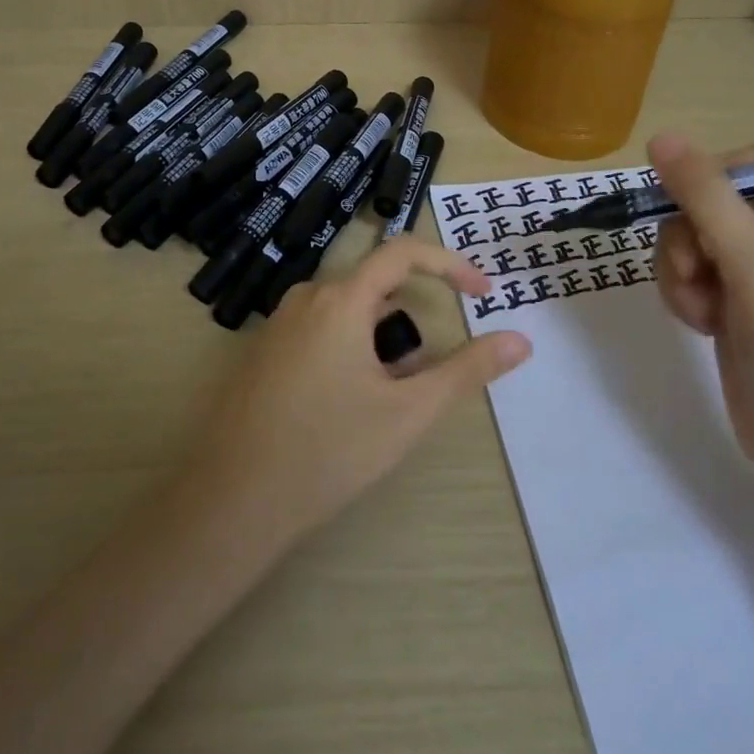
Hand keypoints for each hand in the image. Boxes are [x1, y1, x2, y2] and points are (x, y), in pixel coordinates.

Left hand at [183, 237, 532, 547]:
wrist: (233, 501)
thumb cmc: (328, 452)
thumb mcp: (408, 412)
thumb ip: (467, 371)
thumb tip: (520, 340)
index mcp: (340, 300)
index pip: (403, 252)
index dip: (449, 264)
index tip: (483, 292)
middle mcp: (306, 298)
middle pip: (375, 285)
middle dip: (411, 317)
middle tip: (426, 371)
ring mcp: (278, 324)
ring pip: (347, 310)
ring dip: (380, 338)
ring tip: (387, 396)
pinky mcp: (263, 351)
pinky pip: (320, 329)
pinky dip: (350, 348)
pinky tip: (346, 402)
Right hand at [648, 131, 753, 499]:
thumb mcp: (751, 263)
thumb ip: (705, 197)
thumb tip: (661, 136)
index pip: (748, 167)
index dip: (710, 184)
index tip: (692, 215)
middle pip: (708, 204)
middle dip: (690, 241)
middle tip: (698, 276)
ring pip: (689, 240)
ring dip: (682, 273)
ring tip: (701, 311)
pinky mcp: (733, 304)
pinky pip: (689, 274)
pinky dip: (685, 295)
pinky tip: (701, 325)